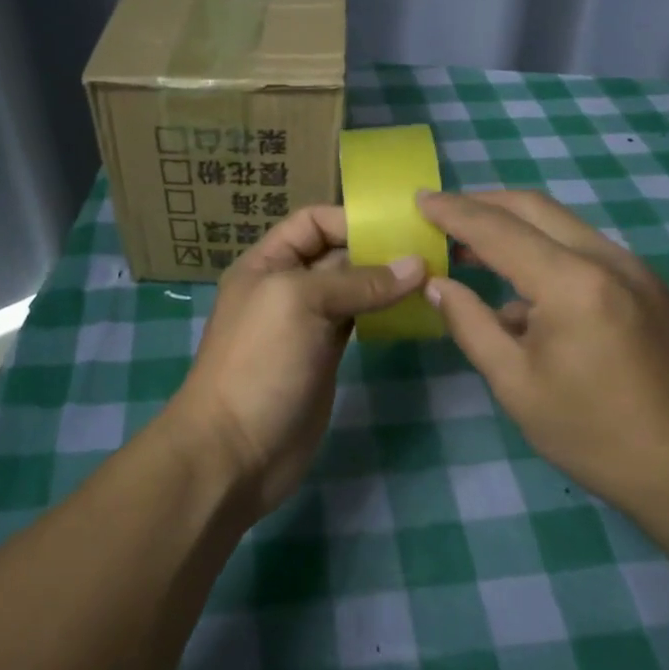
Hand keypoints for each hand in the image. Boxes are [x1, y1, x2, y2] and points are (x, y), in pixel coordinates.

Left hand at [166, 207, 425, 516]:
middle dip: (379, 249)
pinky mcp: (325, 357)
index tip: (401, 227)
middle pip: (337, 253)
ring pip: (352, 289)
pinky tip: (413, 311)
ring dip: (387, 283)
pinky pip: (359, 322)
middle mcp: (287, 287)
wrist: (235, 450)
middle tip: (432, 251)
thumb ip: (358, 281)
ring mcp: (307, 324)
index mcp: (268, 263)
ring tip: (433, 277)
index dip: (352, 219)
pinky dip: (384, 313)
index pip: (313, 222)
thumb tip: (417, 265)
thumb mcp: (301, 303)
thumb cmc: (259, 363)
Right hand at [415, 189, 668, 511]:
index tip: (420, 199)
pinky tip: (522, 294)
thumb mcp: (515, 384)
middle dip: (483, 204)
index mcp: (572, 283)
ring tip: (472, 249)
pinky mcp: (649, 287)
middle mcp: (608, 259)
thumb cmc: (592, 433)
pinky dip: (546, 253)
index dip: (454, 212)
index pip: (499, 230)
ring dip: (515, 227)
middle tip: (442, 212)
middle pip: (535, 208)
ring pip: (563, 225)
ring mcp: (636, 270)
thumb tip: (438, 285)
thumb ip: (471, 324)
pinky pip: (586, 251)